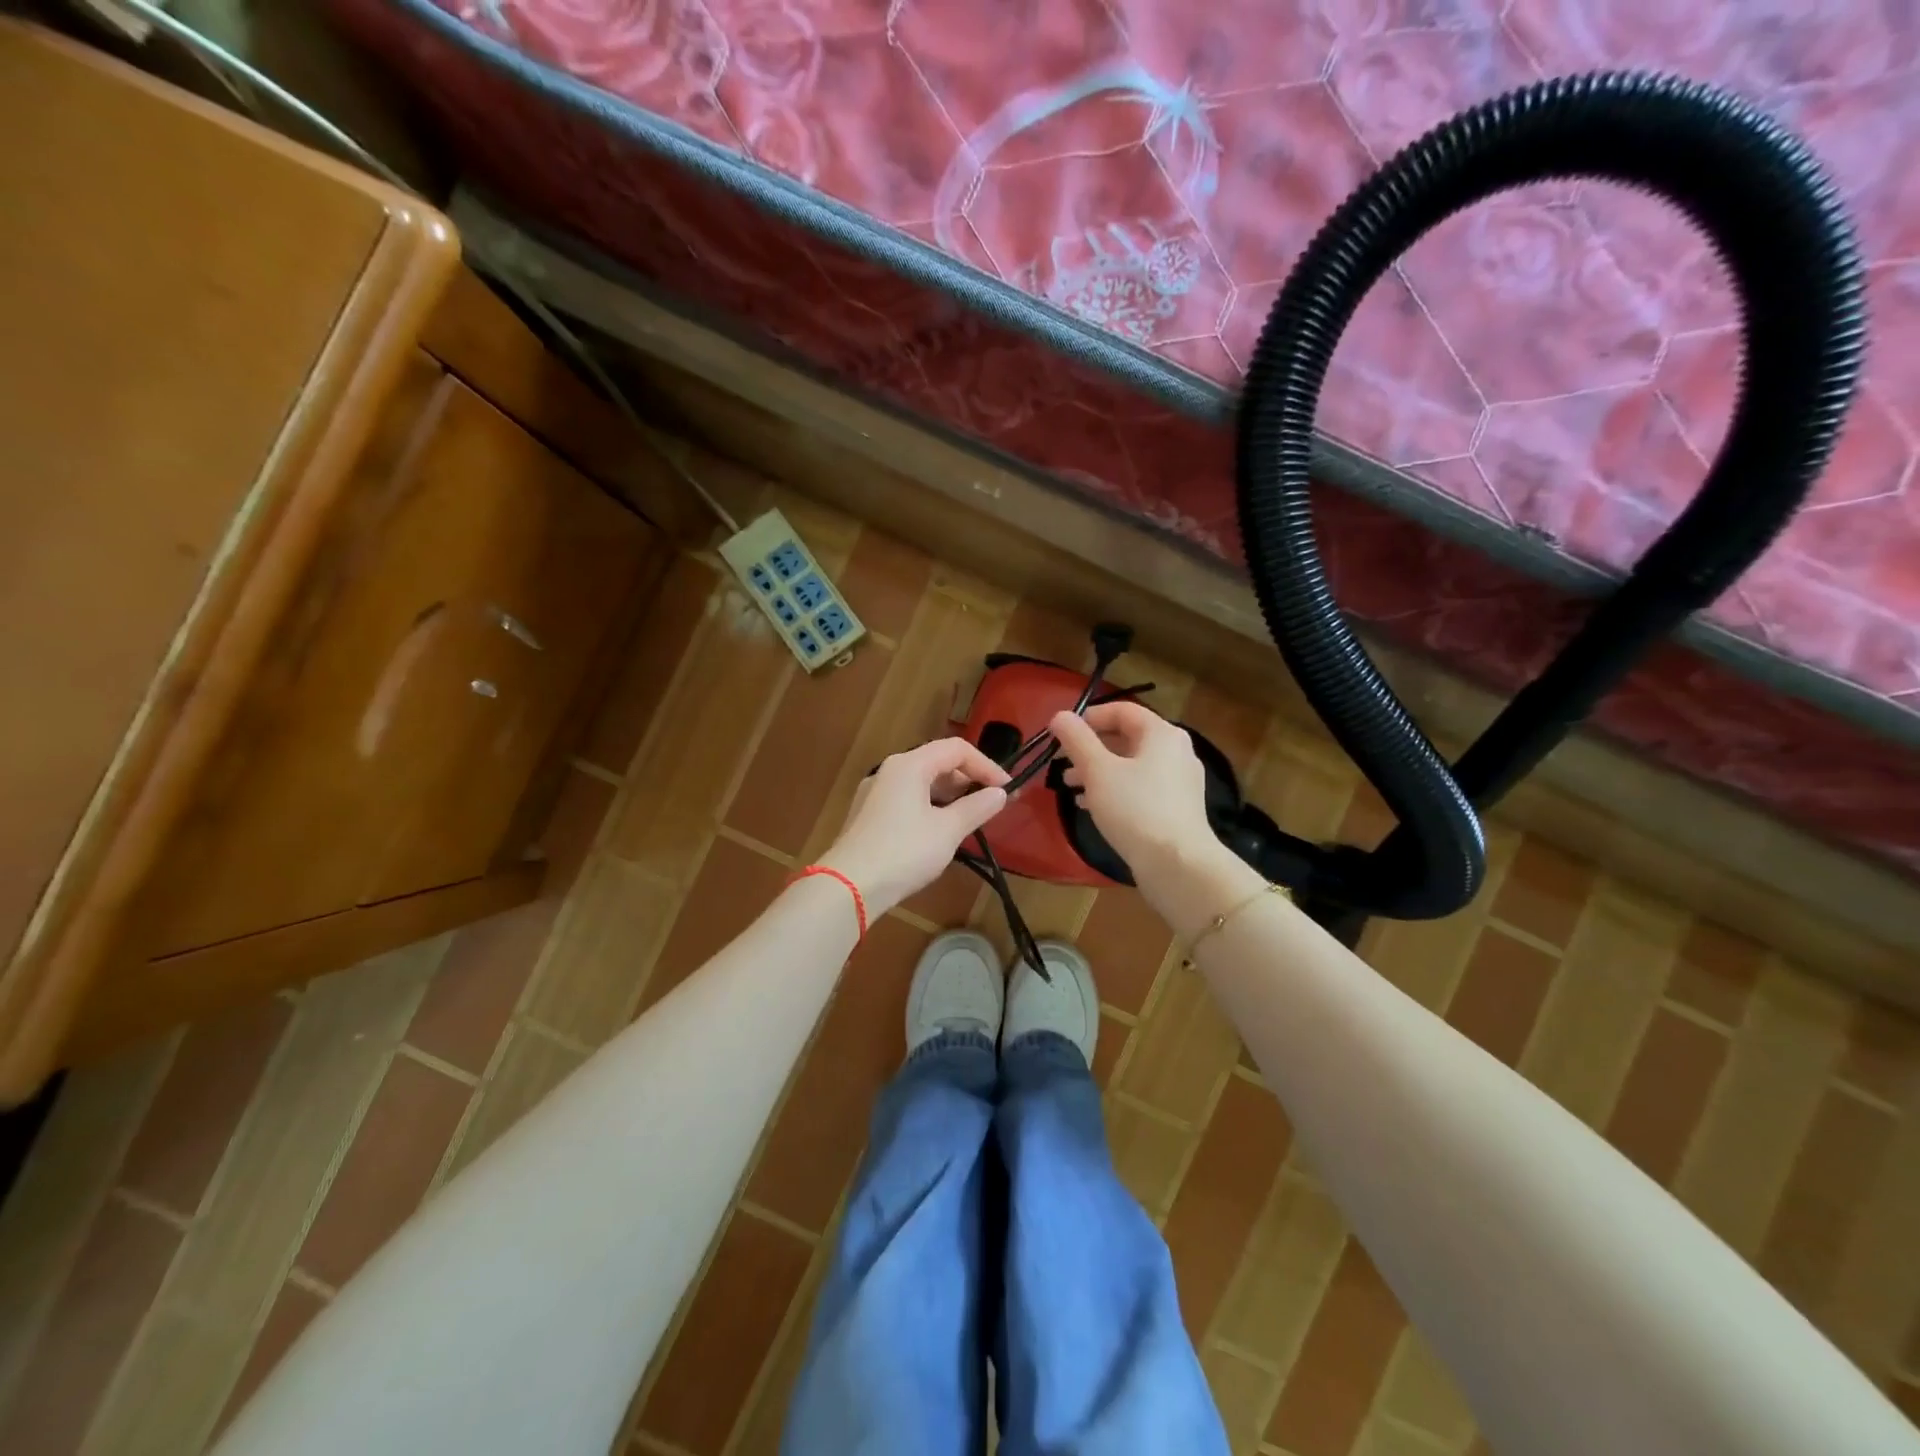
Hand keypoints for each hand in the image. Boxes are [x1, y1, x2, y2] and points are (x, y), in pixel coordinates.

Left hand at [819, 738, 1009, 915]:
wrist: (850, 886)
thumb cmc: (904, 852)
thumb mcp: (948, 830)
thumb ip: (976, 808)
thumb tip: (1000, 794)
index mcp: (909, 765)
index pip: (957, 749)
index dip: (986, 766)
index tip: (1007, 790)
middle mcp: (890, 770)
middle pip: (937, 762)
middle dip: (968, 780)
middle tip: (991, 804)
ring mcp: (875, 792)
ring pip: (922, 782)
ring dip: (950, 795)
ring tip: (971, 818)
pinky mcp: (869, 815)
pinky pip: (907, 799)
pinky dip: (931, 806)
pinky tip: (940, 831)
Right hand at [1050, 703, 1220, 876]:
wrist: (1177, 864)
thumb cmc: (1135, 809)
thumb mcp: (1098, 770)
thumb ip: (1076, 739)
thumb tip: (1059, 715)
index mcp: (1161, 733)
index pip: (1122, 710)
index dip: (1088, 717)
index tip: (1061, 734)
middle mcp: (1176, 751)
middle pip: (1126, 738)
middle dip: (1090, 748)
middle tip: (1061, 763)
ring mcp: (1180, 781)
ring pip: (1132, 765)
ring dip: (1098, 771)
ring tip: (1071, 787)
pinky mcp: (1177, 808)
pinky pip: (1141, 788)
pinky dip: (1115, 790)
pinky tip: (1091, 806)